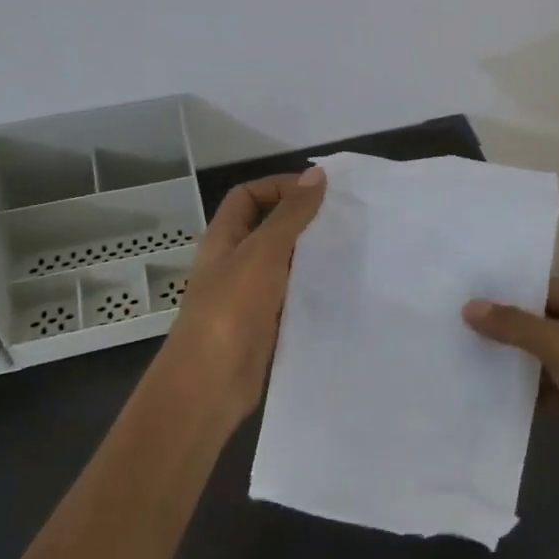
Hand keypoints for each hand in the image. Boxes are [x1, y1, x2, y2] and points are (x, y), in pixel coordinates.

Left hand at [162, 166, 326, 427]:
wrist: (210, 383)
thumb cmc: (231, 309)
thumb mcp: (263, 252)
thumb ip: (290, 215)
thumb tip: (316, 174)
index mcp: (224, 238)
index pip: (247, 196)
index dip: (278, 187)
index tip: (317, 192)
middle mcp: (234, 262)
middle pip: (267, 227)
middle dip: (300, 219)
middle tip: (342, 218)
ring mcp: (248, 295)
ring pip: (282, 262)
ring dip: (309, 254)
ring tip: (348, 248)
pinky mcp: (265, 324)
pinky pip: (291, 295)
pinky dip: (311, 287)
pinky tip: (339, 287)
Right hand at [463, 280, 558, 490]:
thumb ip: (514, 325)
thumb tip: (468, 307)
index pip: (544, 288)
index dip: (508, 294)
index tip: (467, 296)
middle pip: (539, 321)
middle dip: (504, 327)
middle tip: (458, 323)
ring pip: (539, 354)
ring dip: (510, 358)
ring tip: (463, 351)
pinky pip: (542, 384)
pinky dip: (521, 387)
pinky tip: (485, 387)